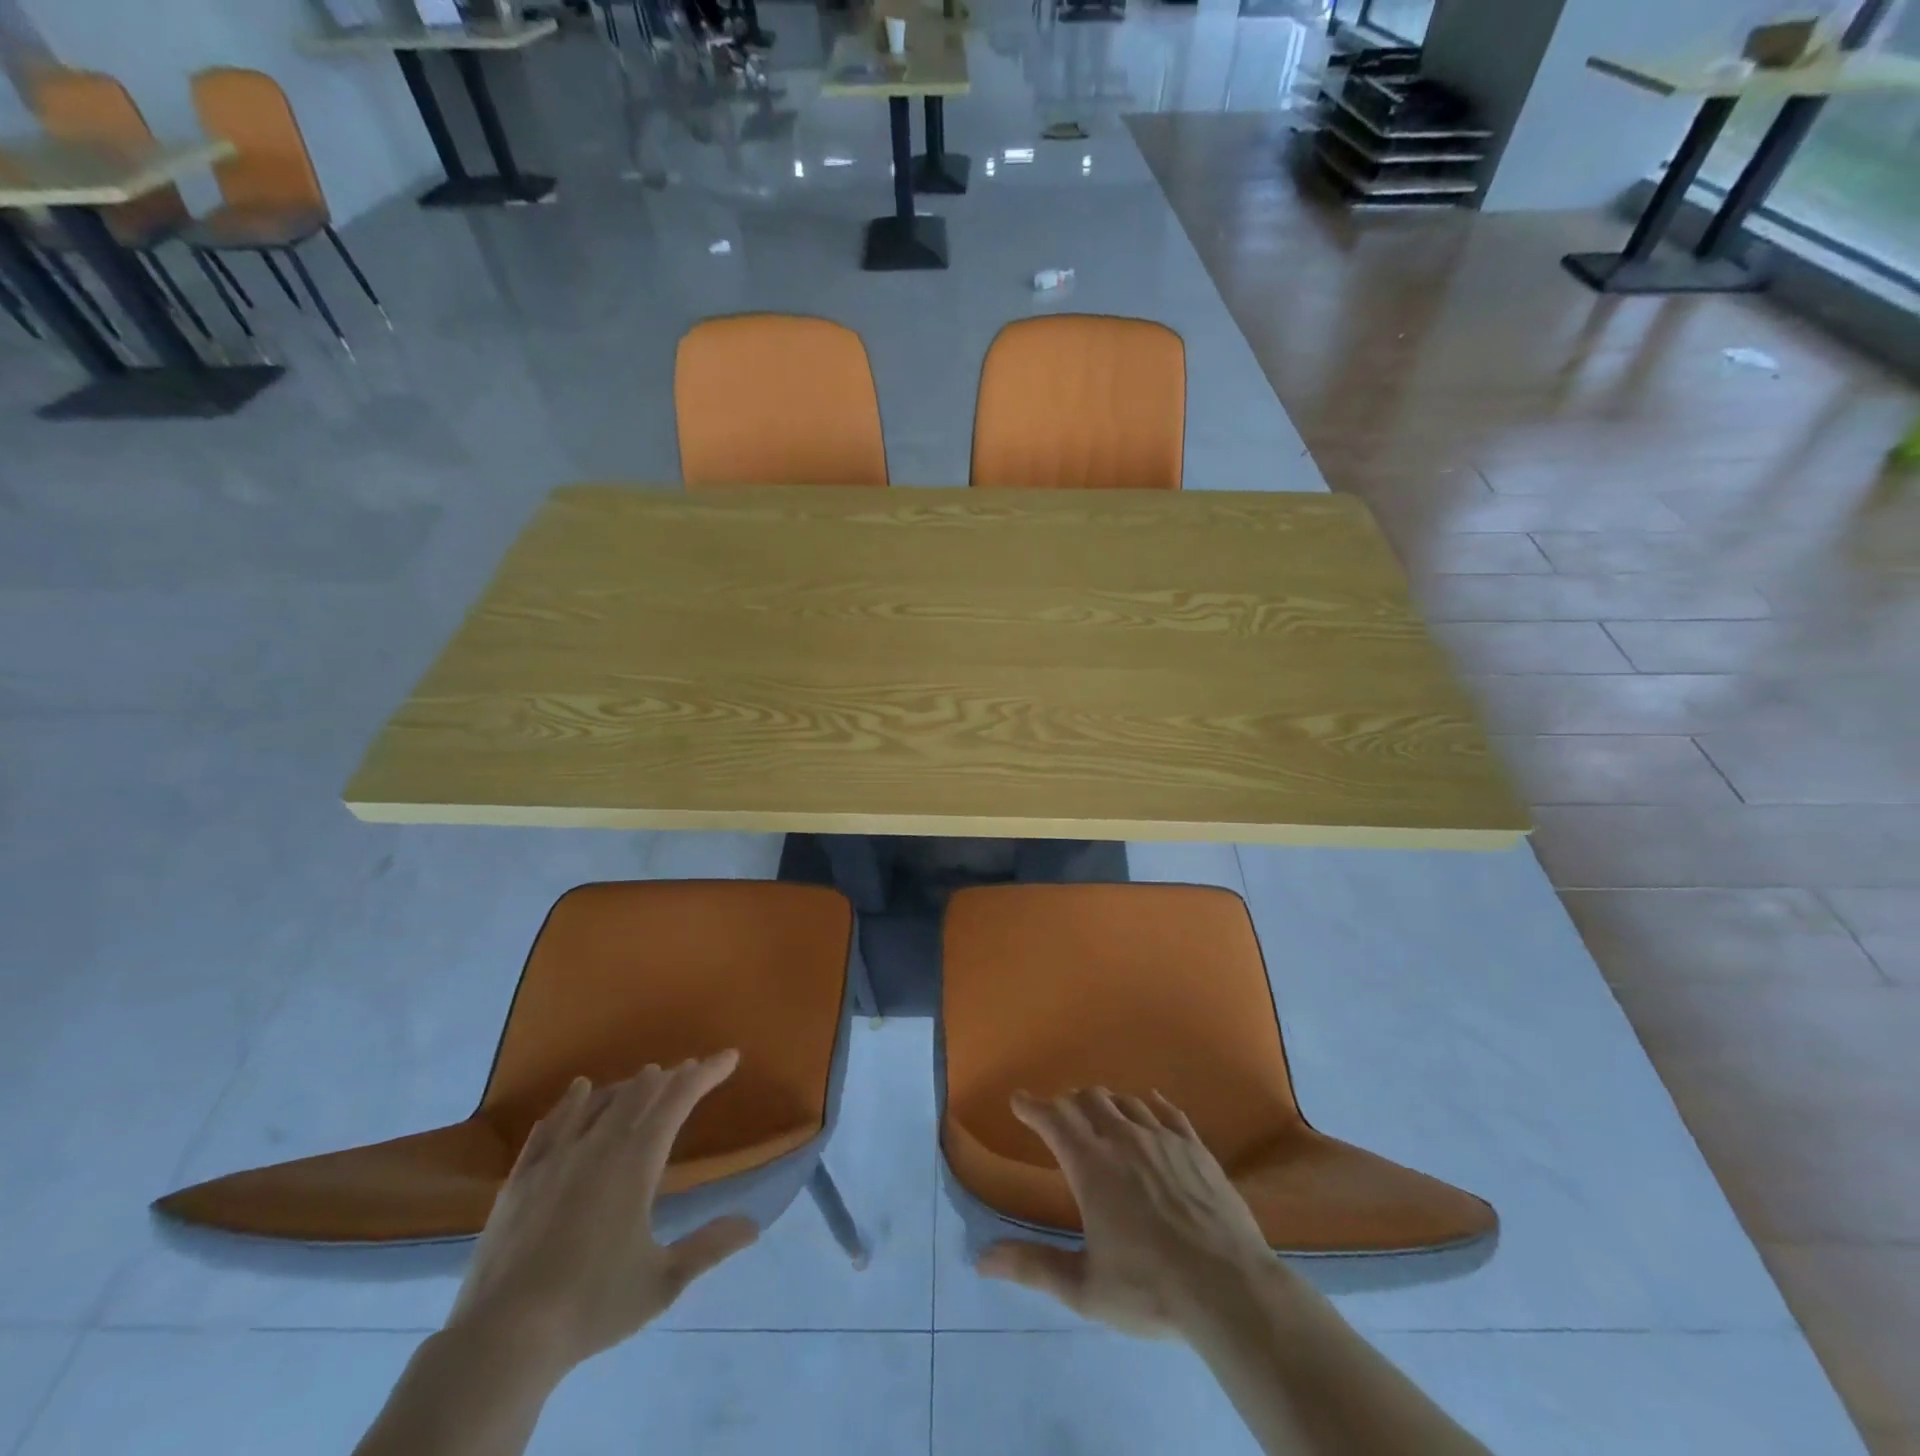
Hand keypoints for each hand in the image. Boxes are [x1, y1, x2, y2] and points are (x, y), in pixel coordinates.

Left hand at [443, 1053, 759, 1376]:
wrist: (503, 1340)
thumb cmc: (592, 1305)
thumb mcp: (663, 1282)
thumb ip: (709, 1247)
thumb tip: (753, 1224)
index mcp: (636, 1162)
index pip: (678, 1100)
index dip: (705, 1074)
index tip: (728, 1056)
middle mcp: (598, 1147)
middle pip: (639, 1094)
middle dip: (669, 1077)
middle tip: (689, 1069)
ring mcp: (554, 1159)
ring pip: (596, 1103)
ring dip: (625, 1086)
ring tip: (643, 1077)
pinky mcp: (520, 1179)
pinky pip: (549, 1127)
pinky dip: (569, 1105)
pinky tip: (575, 1096)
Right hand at [977, 1088, 1276, 1338]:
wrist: (1229, 1288)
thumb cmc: (1150, 1289)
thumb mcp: (1084, 1287)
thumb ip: (1033, 1267)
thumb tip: (982, 1259)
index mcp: (1091, 1165)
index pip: (1053, 1119)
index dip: (1032, 1106)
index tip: (1018, 1099)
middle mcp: (1123, 1139)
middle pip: (1089, 1100)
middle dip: (1069, 1103)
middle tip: (1060, 1115)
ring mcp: (1162, 1138)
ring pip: (1126, 1102)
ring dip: (1107, 1104)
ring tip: (1101, 1114)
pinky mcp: (1195, 1147)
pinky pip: (1168, 1111)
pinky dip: (1151, 1104)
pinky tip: (1151, 1105)